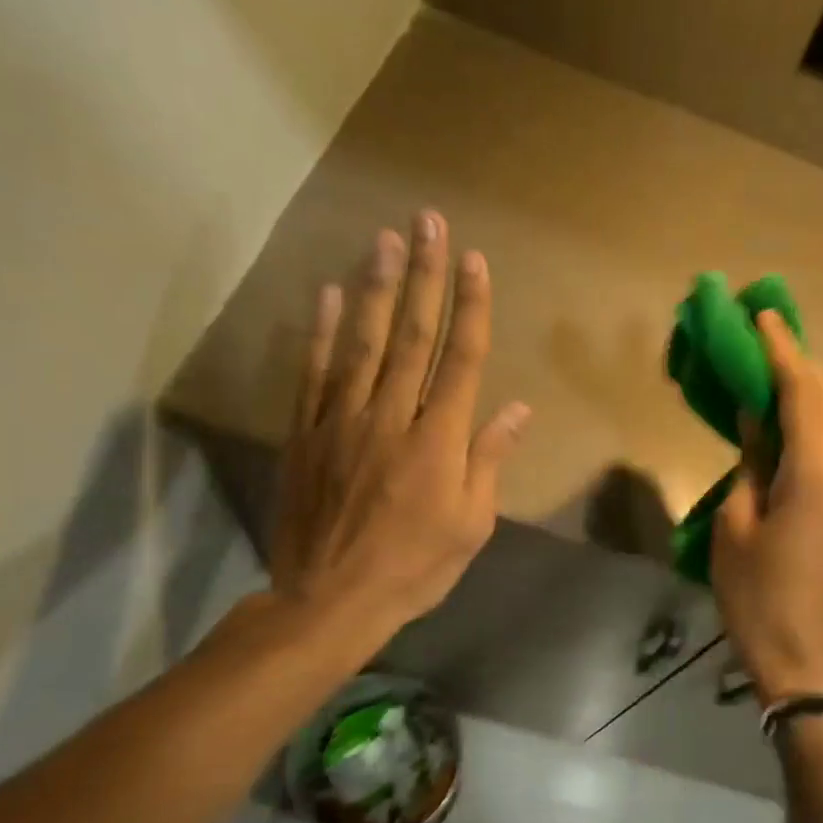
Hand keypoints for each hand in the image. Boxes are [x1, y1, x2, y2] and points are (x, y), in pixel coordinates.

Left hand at [268, 210, 528, 647]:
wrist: (330, 600)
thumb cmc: (415, 567)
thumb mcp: (471, 523)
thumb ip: (489, 459)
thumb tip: (516, 409)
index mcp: (439, 440)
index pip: (460, 359)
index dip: (470, 307)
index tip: (473, 260)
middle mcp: (392, 417)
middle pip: (412, 336)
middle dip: (423, 276)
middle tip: (426, 222)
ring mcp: (342, 421)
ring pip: (361, 343)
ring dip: (374, 288)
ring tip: (382, 239)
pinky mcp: (306, 434)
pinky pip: (313, 373)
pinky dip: (318, 332)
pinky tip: (324, 293)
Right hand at [712, 311, 822, 703]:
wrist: (804, 653)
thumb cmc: (757, 593)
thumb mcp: (737, 522)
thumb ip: (752, 460)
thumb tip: (757, 417)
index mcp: (818, 469)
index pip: (801, 390)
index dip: (780, 349)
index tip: (760, 313)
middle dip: (797, 360)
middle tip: (764, 331)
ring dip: (807, 388)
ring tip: (774, 364)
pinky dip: (815, 418)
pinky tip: (792, 415)